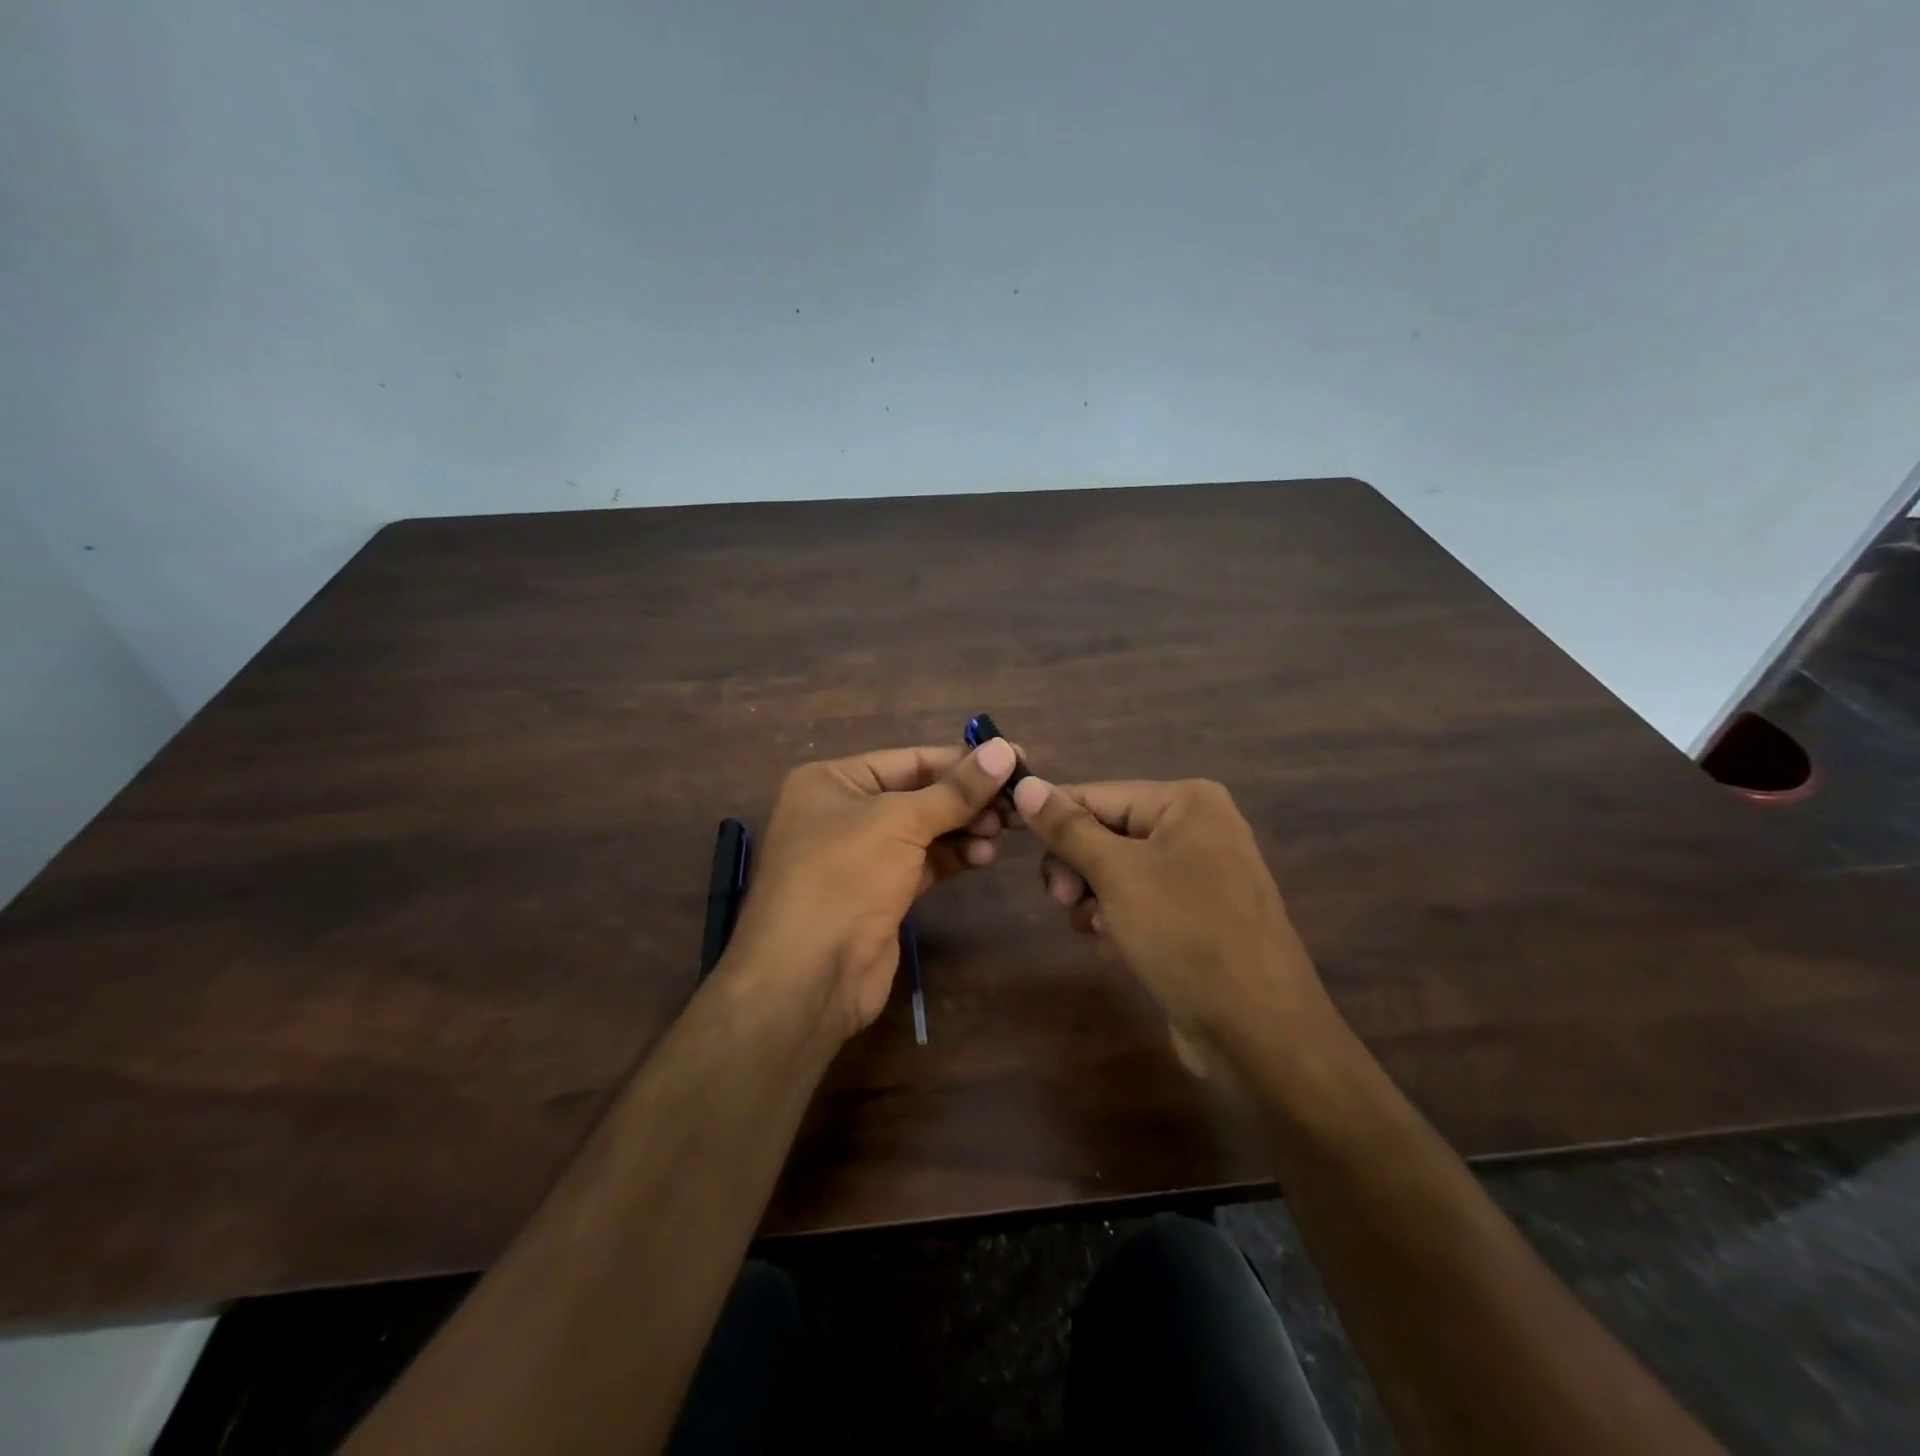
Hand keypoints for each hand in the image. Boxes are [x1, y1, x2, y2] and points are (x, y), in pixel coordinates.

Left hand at [722, 739, 1020, 1039]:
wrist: (807, 977)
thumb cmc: (844, 876)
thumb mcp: (900, 821)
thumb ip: (956, 790)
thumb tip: (1005, 750)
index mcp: (832, 781)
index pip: (909, 759)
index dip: (962, 760)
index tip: (1014, 758)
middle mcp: (844, 812)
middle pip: (920, 794)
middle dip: (967, 798)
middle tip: (1018, 800)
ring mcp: (861, 856)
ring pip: (925, 830)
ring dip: (966, 828)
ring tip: (1003, 830)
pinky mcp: (880, 893)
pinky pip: (924, 862)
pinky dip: (954, 856)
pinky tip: (984, 856)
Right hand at [1011, 776, 1334, 1076]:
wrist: (1258, 1031)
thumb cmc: (1185, 935)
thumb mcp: (1117, 874)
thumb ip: (1068, 828)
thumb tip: (1026, 785)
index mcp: (1187, 802)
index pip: (1096, 794)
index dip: (1052, 818)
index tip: (1008, 838)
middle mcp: (1196, 828)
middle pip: (1105, 832)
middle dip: (1077, 867)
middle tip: (1062, 898)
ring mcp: (1199, 874)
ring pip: (1115, 871)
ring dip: (1094, 899)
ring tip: (1099, 931)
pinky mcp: (1195, 916)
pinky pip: (1138, 901)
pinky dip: (1118, 920)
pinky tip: (1118, 947)